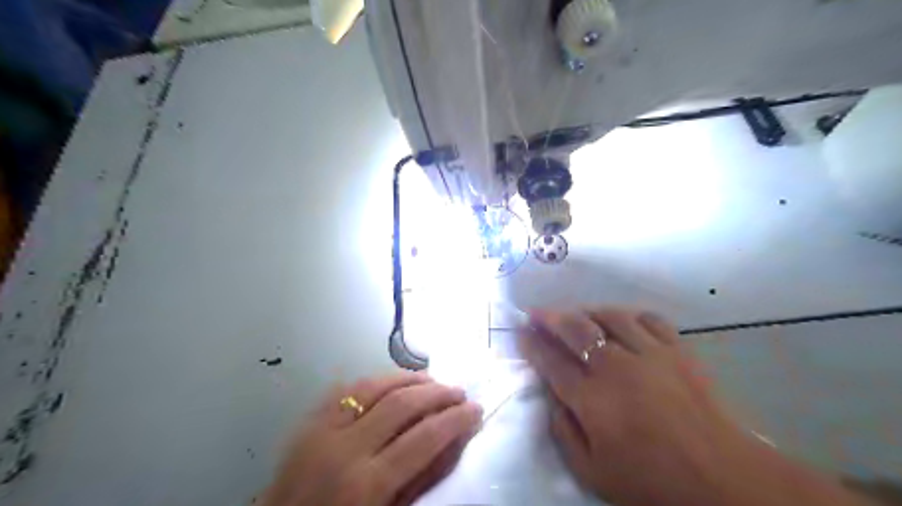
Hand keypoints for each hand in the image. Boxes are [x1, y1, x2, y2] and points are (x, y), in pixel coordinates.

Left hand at [262, 371, 482, 505]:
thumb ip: (422, 477)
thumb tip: (454, 440)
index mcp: (367, 484)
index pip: (424, 438)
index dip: (456, 419)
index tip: (476, 409)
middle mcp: (344, 448)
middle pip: (401, 403)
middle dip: (437, 393)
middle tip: (459, 391)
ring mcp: (322, 429)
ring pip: (373, 385)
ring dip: (408, 378)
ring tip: (432, 381)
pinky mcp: (308, 420)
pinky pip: (347, 388)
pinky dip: (376, 380)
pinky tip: (393, 381)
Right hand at [523, 307, 866, 505]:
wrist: (722, 481)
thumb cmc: (651, 481)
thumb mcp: (592, 472)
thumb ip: (563, 431)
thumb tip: (552, 397)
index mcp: (591, 398)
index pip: (551, 360)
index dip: (532, 343)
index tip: (521, 332)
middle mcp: (616, 367)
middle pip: (575, 329)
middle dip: (549, 317)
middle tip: (536, 312)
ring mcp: (649, 354)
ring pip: (609, 317)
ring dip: (586, 311)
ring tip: (575, 313)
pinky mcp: (678, 351)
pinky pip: (648, 319)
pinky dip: (629, 315)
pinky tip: (621, 320)